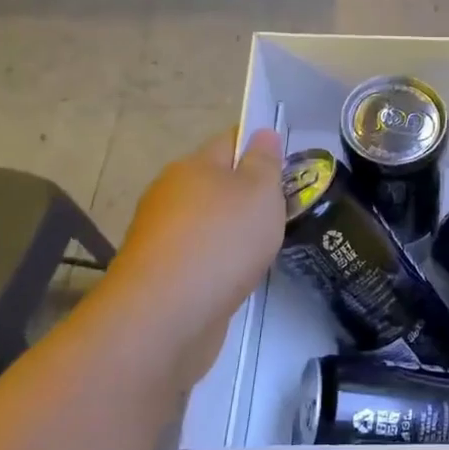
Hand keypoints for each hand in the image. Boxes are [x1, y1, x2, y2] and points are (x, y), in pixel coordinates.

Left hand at [87, 127, 285, 387]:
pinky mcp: (160, 275)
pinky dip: (219, 262)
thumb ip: (265, 163)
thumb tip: (263, 133)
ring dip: (233, 231)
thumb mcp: (260, 192)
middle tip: (285, 210)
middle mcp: (171, 195)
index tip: (288, 165)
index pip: (230, 141)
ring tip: (268, 246)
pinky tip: (238, 276)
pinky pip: (199, 257)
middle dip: (248, 194)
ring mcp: (161, 237)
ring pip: (207, 222)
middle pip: (216, 183)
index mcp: (193, 166)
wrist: (165, 316)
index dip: (259, 147)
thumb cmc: (221, 241)